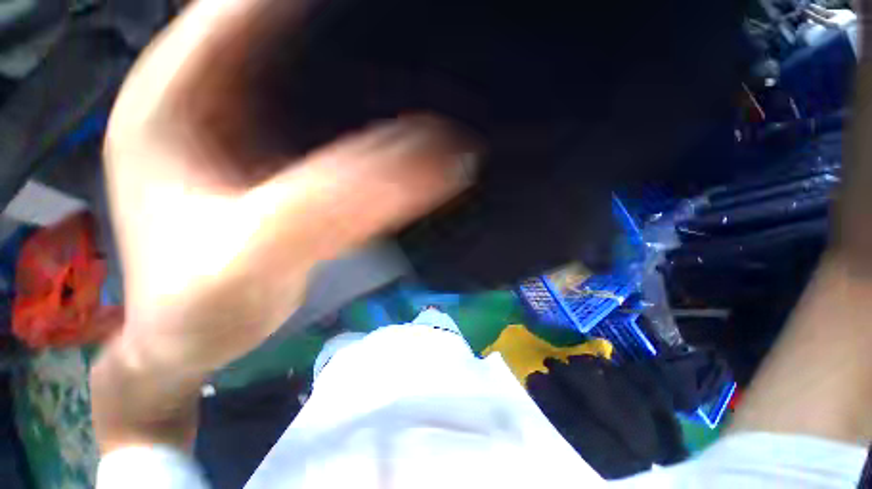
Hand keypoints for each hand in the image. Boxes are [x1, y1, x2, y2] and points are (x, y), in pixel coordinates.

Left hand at [103, 0, 472, 375]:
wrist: (195, 340)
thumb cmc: (199, 307)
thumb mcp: (260, 252)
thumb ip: (344, 199)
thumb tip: (437, 158)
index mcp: (176, 94)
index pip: (246, 3)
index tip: (400, 2)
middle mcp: (210, 97)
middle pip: (286, 28)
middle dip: (351, 25)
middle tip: (421, 33)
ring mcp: (249, 131)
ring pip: (313, 76)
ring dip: (365, 71)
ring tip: (422, 73)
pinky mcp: (282, 166)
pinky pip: (331, 125)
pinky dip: (368, 122)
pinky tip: (403, 134)